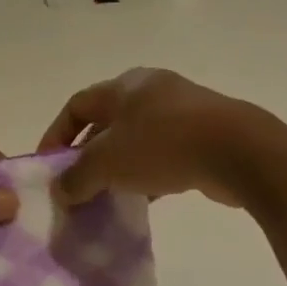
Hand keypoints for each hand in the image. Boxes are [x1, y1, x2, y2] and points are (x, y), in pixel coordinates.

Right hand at [36, 68, 269, 208]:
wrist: (237, 151)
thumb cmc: (162, 145)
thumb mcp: (107, 163)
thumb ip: (77, 177)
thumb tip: (62, 190)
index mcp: (124, 86)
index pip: (77, 105)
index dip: (56, 135)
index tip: (48, 167)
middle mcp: (152, 91)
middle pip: (107, 122)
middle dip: (88, 154)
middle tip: (77, 185)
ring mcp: (182, 112)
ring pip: (137, 140)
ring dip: (119, 168)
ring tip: (107, 197)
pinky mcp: (205, 136)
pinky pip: (164, 155)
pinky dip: (148, 175)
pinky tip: (144, 199)